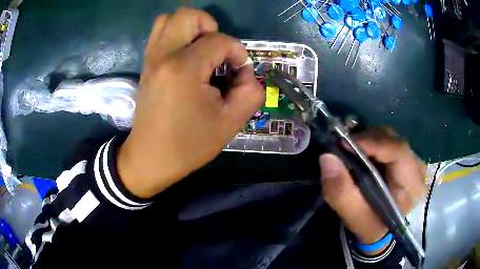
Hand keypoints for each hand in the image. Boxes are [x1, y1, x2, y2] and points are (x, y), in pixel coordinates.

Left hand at [117, 8, 263, 197]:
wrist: (151, 158)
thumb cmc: (188, 145)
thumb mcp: (231, 123)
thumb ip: (251, 91)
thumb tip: (245, 71)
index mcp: (184, 69)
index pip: (220, 40)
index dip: (237, 53)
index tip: (238, 74)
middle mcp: (163, 55)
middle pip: (188, 15)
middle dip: (210, 27)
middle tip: (216, 52)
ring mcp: (151, 57)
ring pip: (169, 19)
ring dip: (192, 28)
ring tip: (201, 51)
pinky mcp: (146, 63)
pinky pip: (160, 33)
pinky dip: (177, 35)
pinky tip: (186, 57)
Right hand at [319, 127, 426, 253]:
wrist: (380, 229)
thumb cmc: (370, 225)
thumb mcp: (354, 216)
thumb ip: (341, 192)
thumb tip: (327, 157)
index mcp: (413, 185)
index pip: (398, 151)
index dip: (371, 143)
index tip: (343, 143)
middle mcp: (417, 167)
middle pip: (393, 139)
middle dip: (366, 140)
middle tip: (343, 148)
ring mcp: (412, 160)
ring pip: (389, 137)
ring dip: (367, 141)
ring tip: (350, 152)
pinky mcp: (404, 157)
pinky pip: (387, 140)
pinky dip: (371, 143)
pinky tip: (360, 153)